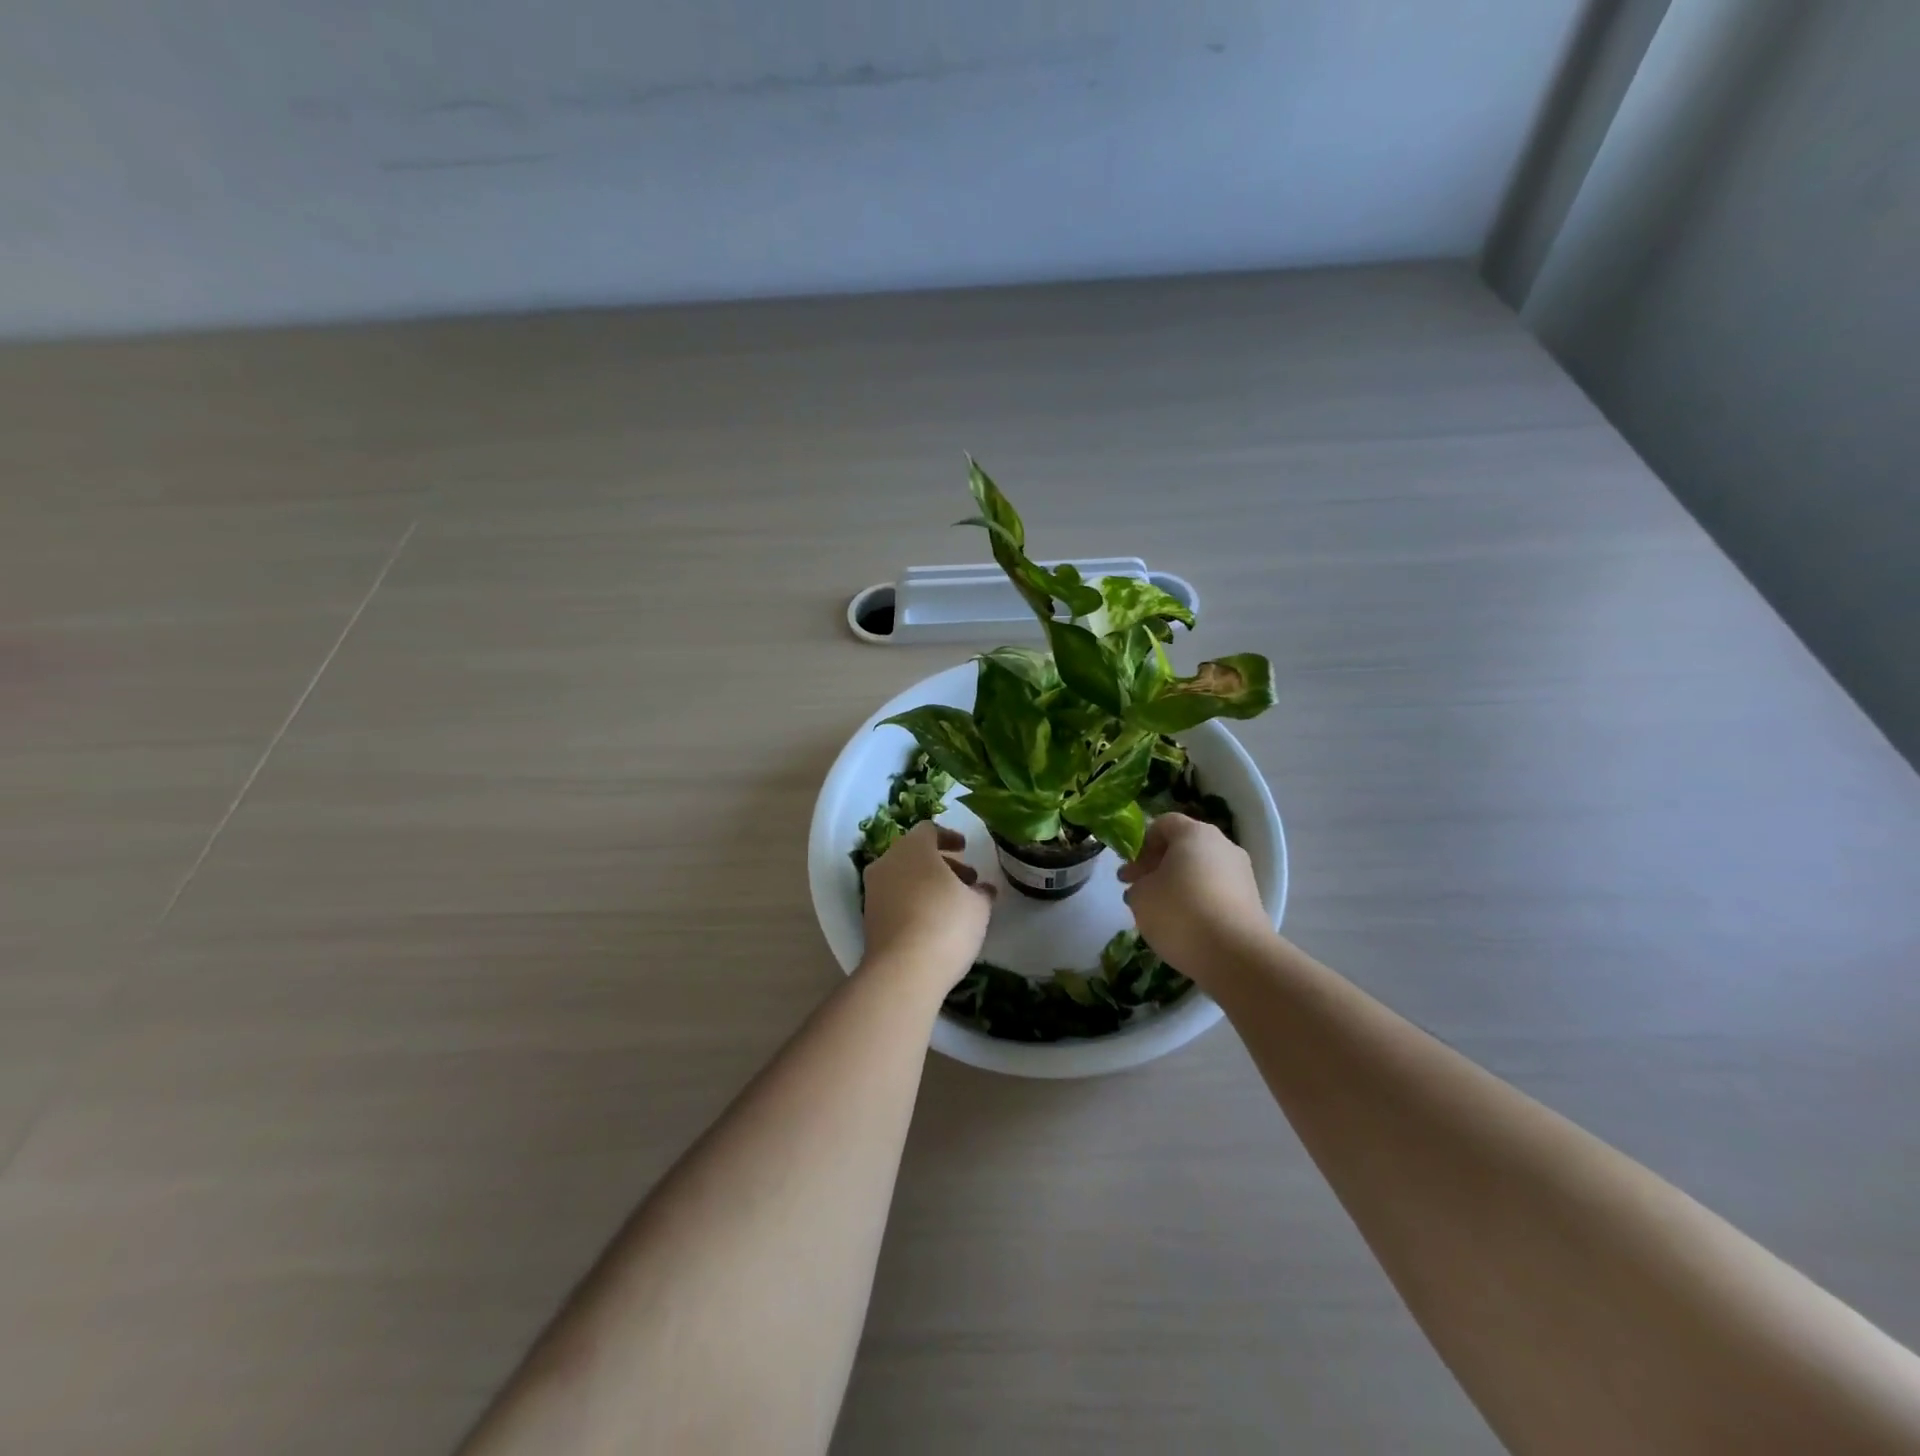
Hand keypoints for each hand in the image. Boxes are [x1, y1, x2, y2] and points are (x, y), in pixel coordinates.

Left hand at [861, 821, 994, 989]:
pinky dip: (913, 901)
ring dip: (928, 883)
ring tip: (954, 903)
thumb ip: (981, 892)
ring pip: (903, 876)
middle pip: (915, 853)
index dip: (949, 837)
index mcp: (913, 847)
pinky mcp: (868, 918)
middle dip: (942, 863)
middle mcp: (888, 862)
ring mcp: (874, 890)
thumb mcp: (978, 906)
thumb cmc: (946, 924)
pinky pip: (895, 898)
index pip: (929, 830)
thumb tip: (983, 890)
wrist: (903, 971)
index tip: (965, 848)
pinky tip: (934, 922)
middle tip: (967, 879)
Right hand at [1118, 813, 1270, 977]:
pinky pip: (1216, 893)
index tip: (1129, 873)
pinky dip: (1198, 903)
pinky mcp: (1252, 901)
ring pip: (1201, 871)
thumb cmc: (1180, 913)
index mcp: (1195, 833)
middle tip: (1138, 891)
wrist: (1236, 956)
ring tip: (1160, 914)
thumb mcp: (1141, 896)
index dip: (1141, 845)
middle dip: (1158, 867)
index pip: (1163, 824)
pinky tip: (1186, 927)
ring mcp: (1242, 873)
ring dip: (1178, 886)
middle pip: (1184, 847)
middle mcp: (1223, 845)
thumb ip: (1138, 884)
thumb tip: (1146, 887)